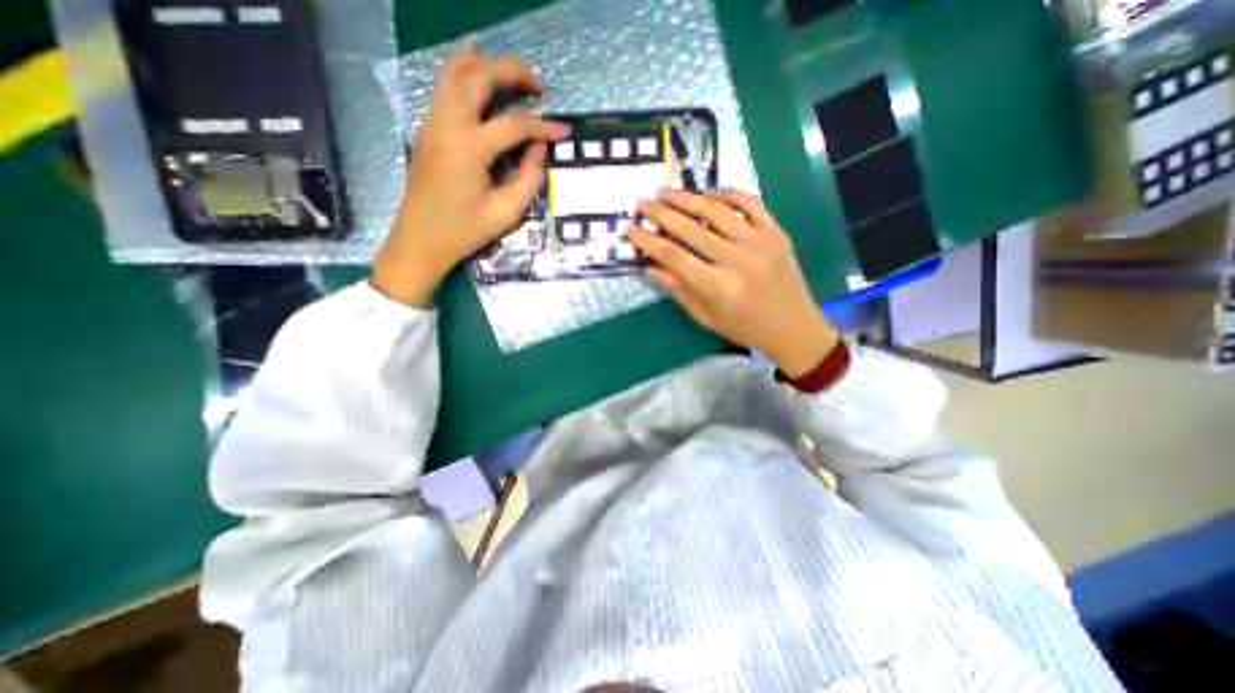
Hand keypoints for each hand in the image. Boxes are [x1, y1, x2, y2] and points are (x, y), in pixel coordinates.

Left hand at [373, 46, 570, 304]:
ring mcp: (433, 122)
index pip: (514, 124)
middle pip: (479, 78)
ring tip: (512, 69)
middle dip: (512, 72)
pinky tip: (473, 61)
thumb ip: (528, 179)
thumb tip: (539, 150)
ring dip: (485, 63)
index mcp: (470, 148)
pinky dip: (461, 69)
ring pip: (455, 72)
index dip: (543, 126)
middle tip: (538, 85)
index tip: (564, 130)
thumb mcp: (506, 213)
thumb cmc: (465, 231)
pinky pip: (443, 86)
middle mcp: (448, 124)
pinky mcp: (428, 129)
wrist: (420, 240)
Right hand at [628, 186, 838, 379]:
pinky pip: (750, 203)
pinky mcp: (776, 232)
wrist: (794, 327)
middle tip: (642, 202)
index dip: (649, 241)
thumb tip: (650, 266)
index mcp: (718, 287)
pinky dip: (727, 193)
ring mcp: (760, 242)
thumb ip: (678, 289)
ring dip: (689, 198)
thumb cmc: (744, 328)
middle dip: (662, 213)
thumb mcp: (705, 316)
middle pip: (692, 229)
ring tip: (667, 191)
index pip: (674, 256)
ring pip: (718, 210)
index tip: (631, 228)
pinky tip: (708, 192)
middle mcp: (737, 260)